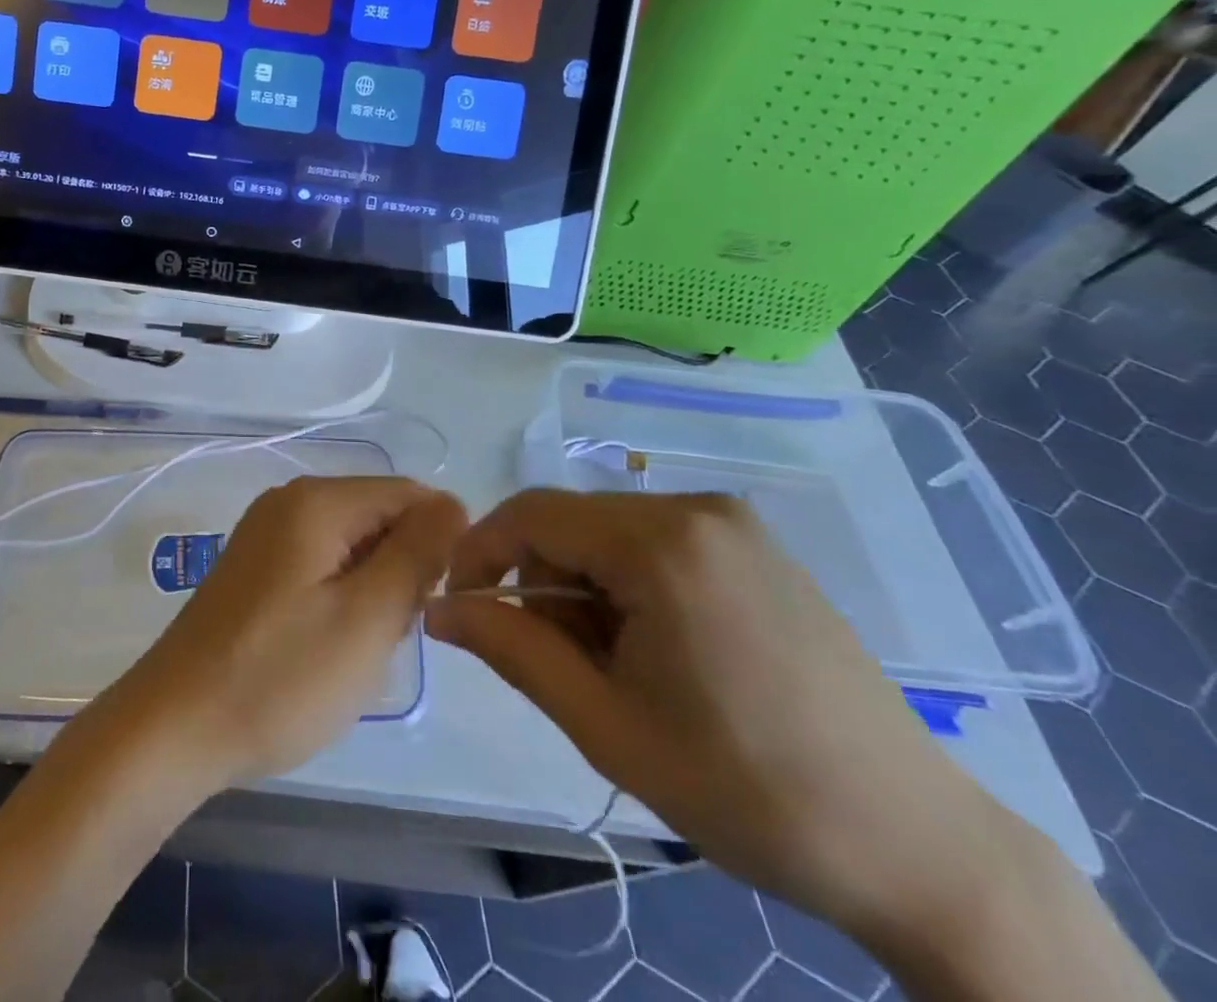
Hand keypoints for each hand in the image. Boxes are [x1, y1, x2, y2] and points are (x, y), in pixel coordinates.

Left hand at [97, 476, 465, 790]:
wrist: (174, 727)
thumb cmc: (279, 676)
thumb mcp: (366, 618)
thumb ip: (416, 553)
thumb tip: (452, 503)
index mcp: (316, 500)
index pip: (408, 494)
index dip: (438, 543)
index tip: (434, 604)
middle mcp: (288, 501)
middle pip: (378, 517)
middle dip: (400, 571)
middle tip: (387, 635)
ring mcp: (265, 533)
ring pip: (351, 546)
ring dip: (371, 591)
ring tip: (356, 649)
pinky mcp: (253, 568)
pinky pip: (319, 565)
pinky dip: (339, 599)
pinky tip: (325, 647)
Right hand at [425, 491, 1008, 939]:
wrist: (915, 845)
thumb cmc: (746, 788)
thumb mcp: (605, 724)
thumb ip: (511, 649)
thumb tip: (440, 609)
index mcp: (660, 543)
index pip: (531, 513)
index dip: (481, 552)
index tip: (462, 606)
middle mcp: (697, 509)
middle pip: (573, 523)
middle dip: (542, 581)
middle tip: (555, 662)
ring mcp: (735, 524)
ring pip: (611, 533)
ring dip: (586, 587)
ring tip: (615, 667)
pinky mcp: (757, 547)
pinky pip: (658, 542)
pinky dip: (630, 583)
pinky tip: (660, 650)